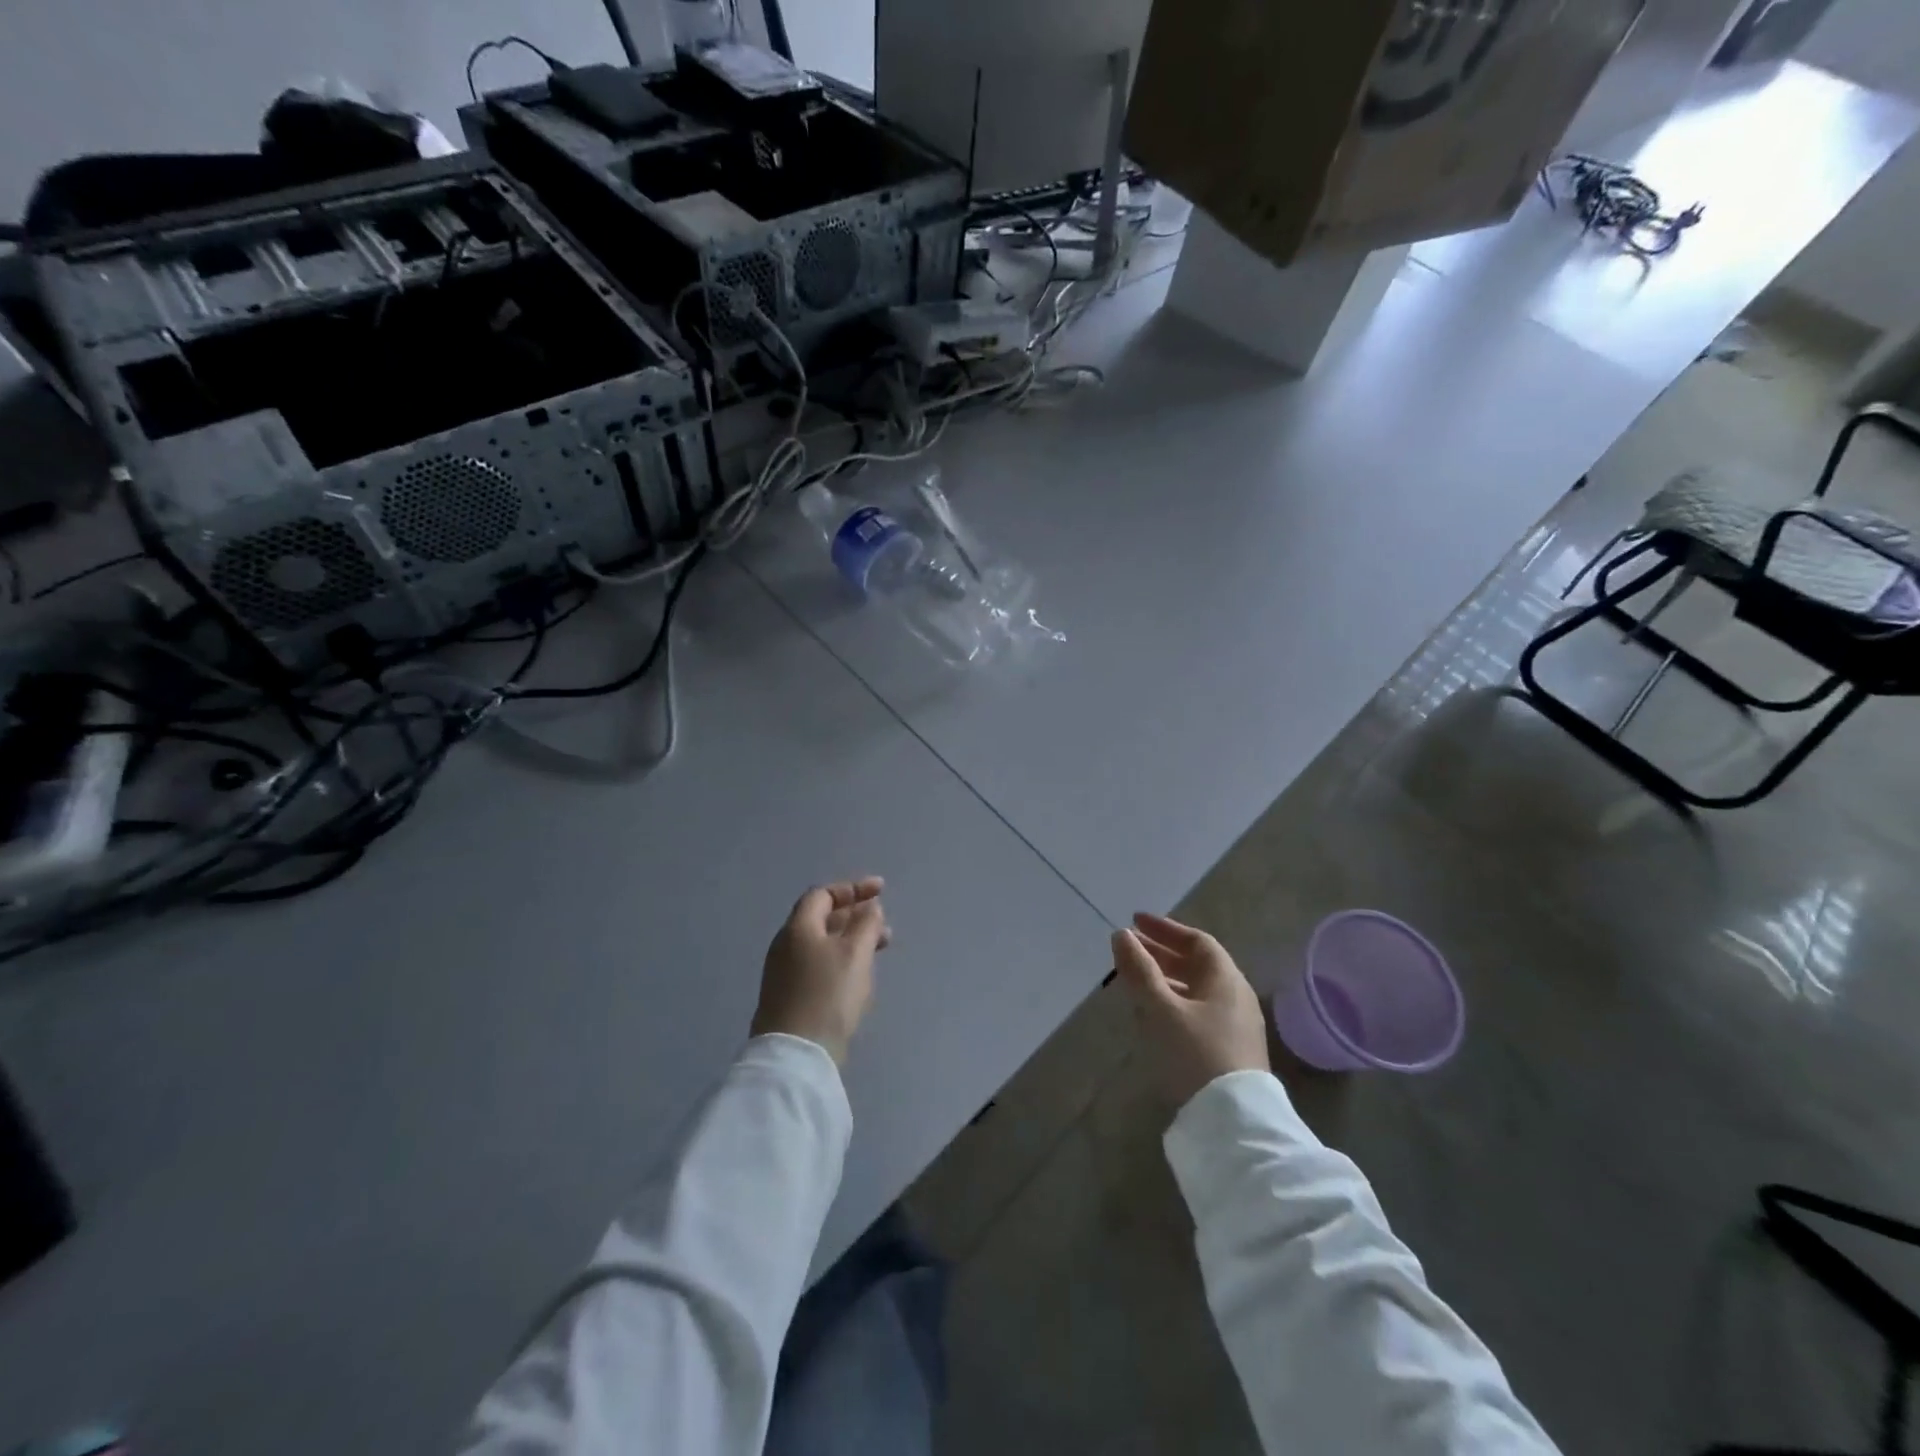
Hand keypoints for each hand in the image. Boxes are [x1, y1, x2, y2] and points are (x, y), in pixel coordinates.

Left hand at [752, 878, 891, 1064]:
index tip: (881, 891)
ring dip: (853, 940)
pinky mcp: (791, 997)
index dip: (853, 889)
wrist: (797, 1054)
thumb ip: (866, 924)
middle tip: (884, 924)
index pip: (823, 895)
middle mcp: (787, 945)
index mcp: (798, 928)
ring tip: (881, 949)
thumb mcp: (856, 953)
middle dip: (856, 916)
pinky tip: (860, 976)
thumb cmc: (828, 993)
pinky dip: (843, 960)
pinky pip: (820, 966)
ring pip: (824, 944)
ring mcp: (786, 973)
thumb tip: (870, 909)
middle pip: (823, 919)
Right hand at [1113, 911, 1268, 1107]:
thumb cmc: (1195, 1053)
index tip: (1135, 922)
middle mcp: (1236, 997)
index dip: (1164, 929)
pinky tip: (1152, 1017)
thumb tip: (1122, 935)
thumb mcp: (1160, 1008)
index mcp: (1226, 979)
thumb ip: (1139, 970)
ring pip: (1196, 991)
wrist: (1233, 1122)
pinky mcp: (1229, 1052)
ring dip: (1165, 980)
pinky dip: (1173, 1004)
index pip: (1196, 941)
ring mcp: (1235, 1026)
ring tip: (1134, 982)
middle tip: (1129, 950)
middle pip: (1197, 965)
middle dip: (1161, 954)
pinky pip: (1198, 1013)